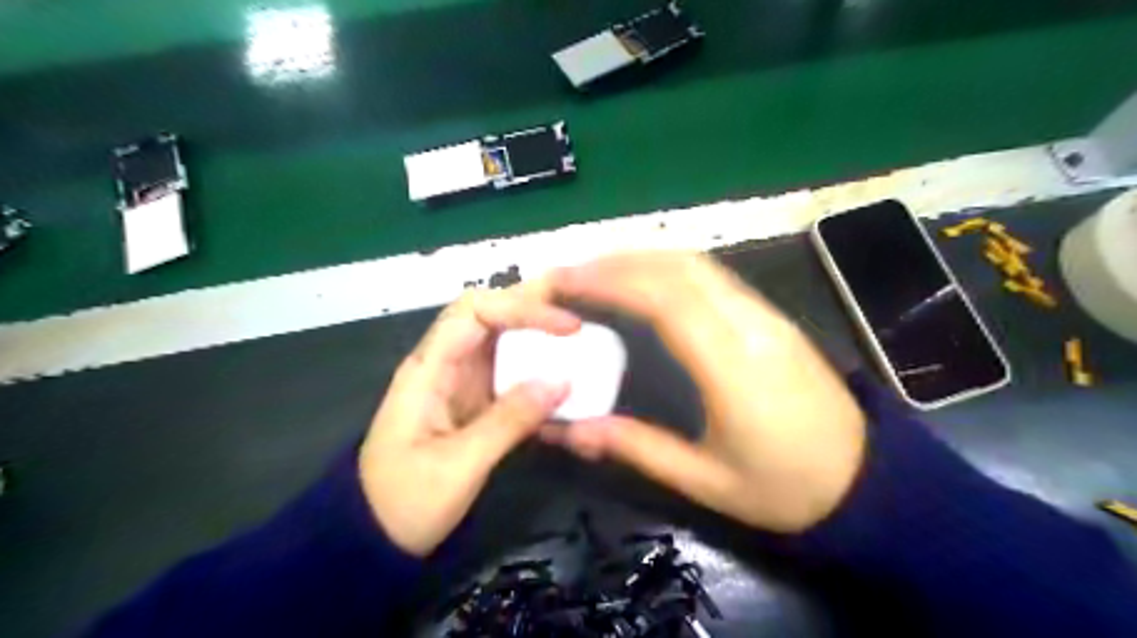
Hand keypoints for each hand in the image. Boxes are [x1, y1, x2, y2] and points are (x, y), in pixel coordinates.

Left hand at [362, 284, 579, 557]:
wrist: (374, 538)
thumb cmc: (405, 502)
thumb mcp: (458, 465)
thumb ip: (509, 420)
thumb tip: (561, 380)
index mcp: (429, 368)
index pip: (475, 312)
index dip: (523, 308)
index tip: (569, 326)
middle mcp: (444, 363)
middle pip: (488, 313)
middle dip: (533, 305)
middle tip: (581, 311)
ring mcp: (458, 381)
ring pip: (500, 339)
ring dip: (538, 332)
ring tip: (581, 336)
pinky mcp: (472, 401)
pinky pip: (507, 371)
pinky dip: (535, 366)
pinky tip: (562, 375)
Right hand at [547, 252, 866, 529]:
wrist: (869, 482)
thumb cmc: (787, 488)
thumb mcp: (707, 482)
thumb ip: (637, 448)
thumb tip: (572, 430)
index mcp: (732, 365)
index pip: (665, 299)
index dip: (610, 281)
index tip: (566, 280)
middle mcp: (750, 325)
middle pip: (680, 267)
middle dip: (620, 261)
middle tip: (573, 274)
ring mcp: (766, 315)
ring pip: (699, 265)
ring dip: (645, 259)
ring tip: (599, 274)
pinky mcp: (772, 318)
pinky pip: (713, 277)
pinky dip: (669, 269)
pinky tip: (646, 285)